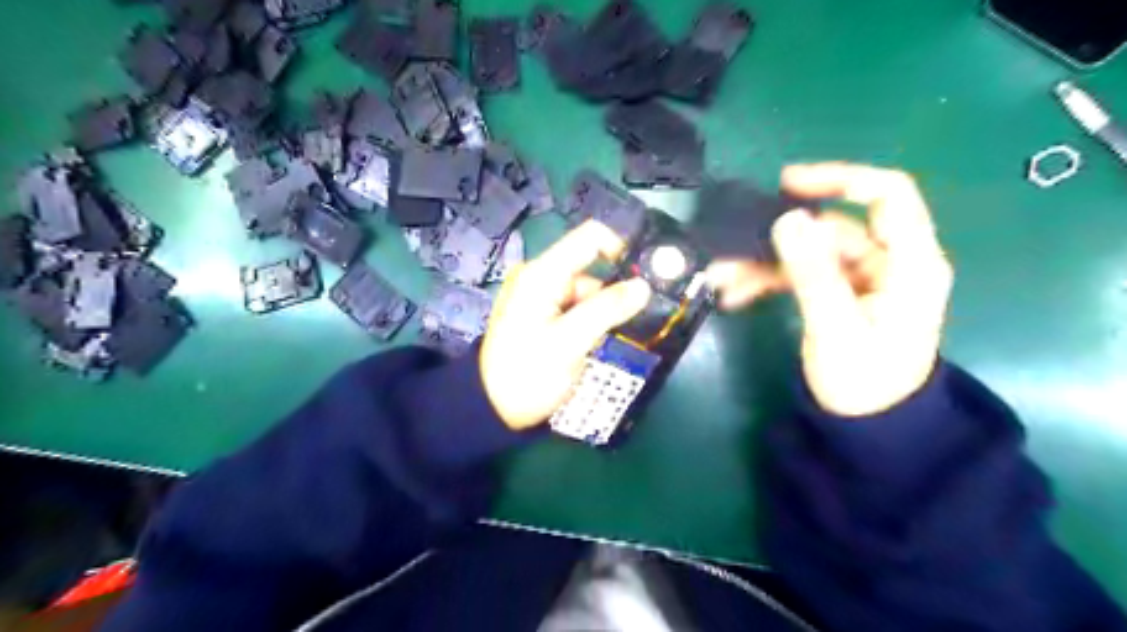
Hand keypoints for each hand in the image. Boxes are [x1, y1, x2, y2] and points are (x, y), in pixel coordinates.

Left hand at [482, 219, 656, 428]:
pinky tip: (596, 342)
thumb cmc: (528, 374)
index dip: (621, 248)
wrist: (493, 409)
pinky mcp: (540, 314)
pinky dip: (589, 320)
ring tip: (612, 339)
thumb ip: (607, 310)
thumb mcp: (569, 342)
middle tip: (634, 321)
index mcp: (542, 274)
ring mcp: (539, 296)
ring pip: (586, 292)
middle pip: (590, 269)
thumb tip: (643, 286)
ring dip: (603, 311)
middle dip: (613, 291)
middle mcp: (539, 276)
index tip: (644, 277)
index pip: (590, 238)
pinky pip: (574, 307)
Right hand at [706, 165, 954, 416]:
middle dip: (778, 240)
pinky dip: (768, 280)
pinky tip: (736, 295)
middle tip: (730, 250)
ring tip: (723, 280)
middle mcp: (886, 262)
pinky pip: (799, 274)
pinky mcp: (838, 294)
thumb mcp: (836, 329)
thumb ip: (814, 275)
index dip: (840, 179)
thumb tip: (787, 220)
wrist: (869, 428)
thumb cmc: (864, 383)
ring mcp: (860, 278)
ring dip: (764, 263)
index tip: (787, 186)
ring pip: (807, 253)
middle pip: (831, 229)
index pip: (887, 196)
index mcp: (909, 264)